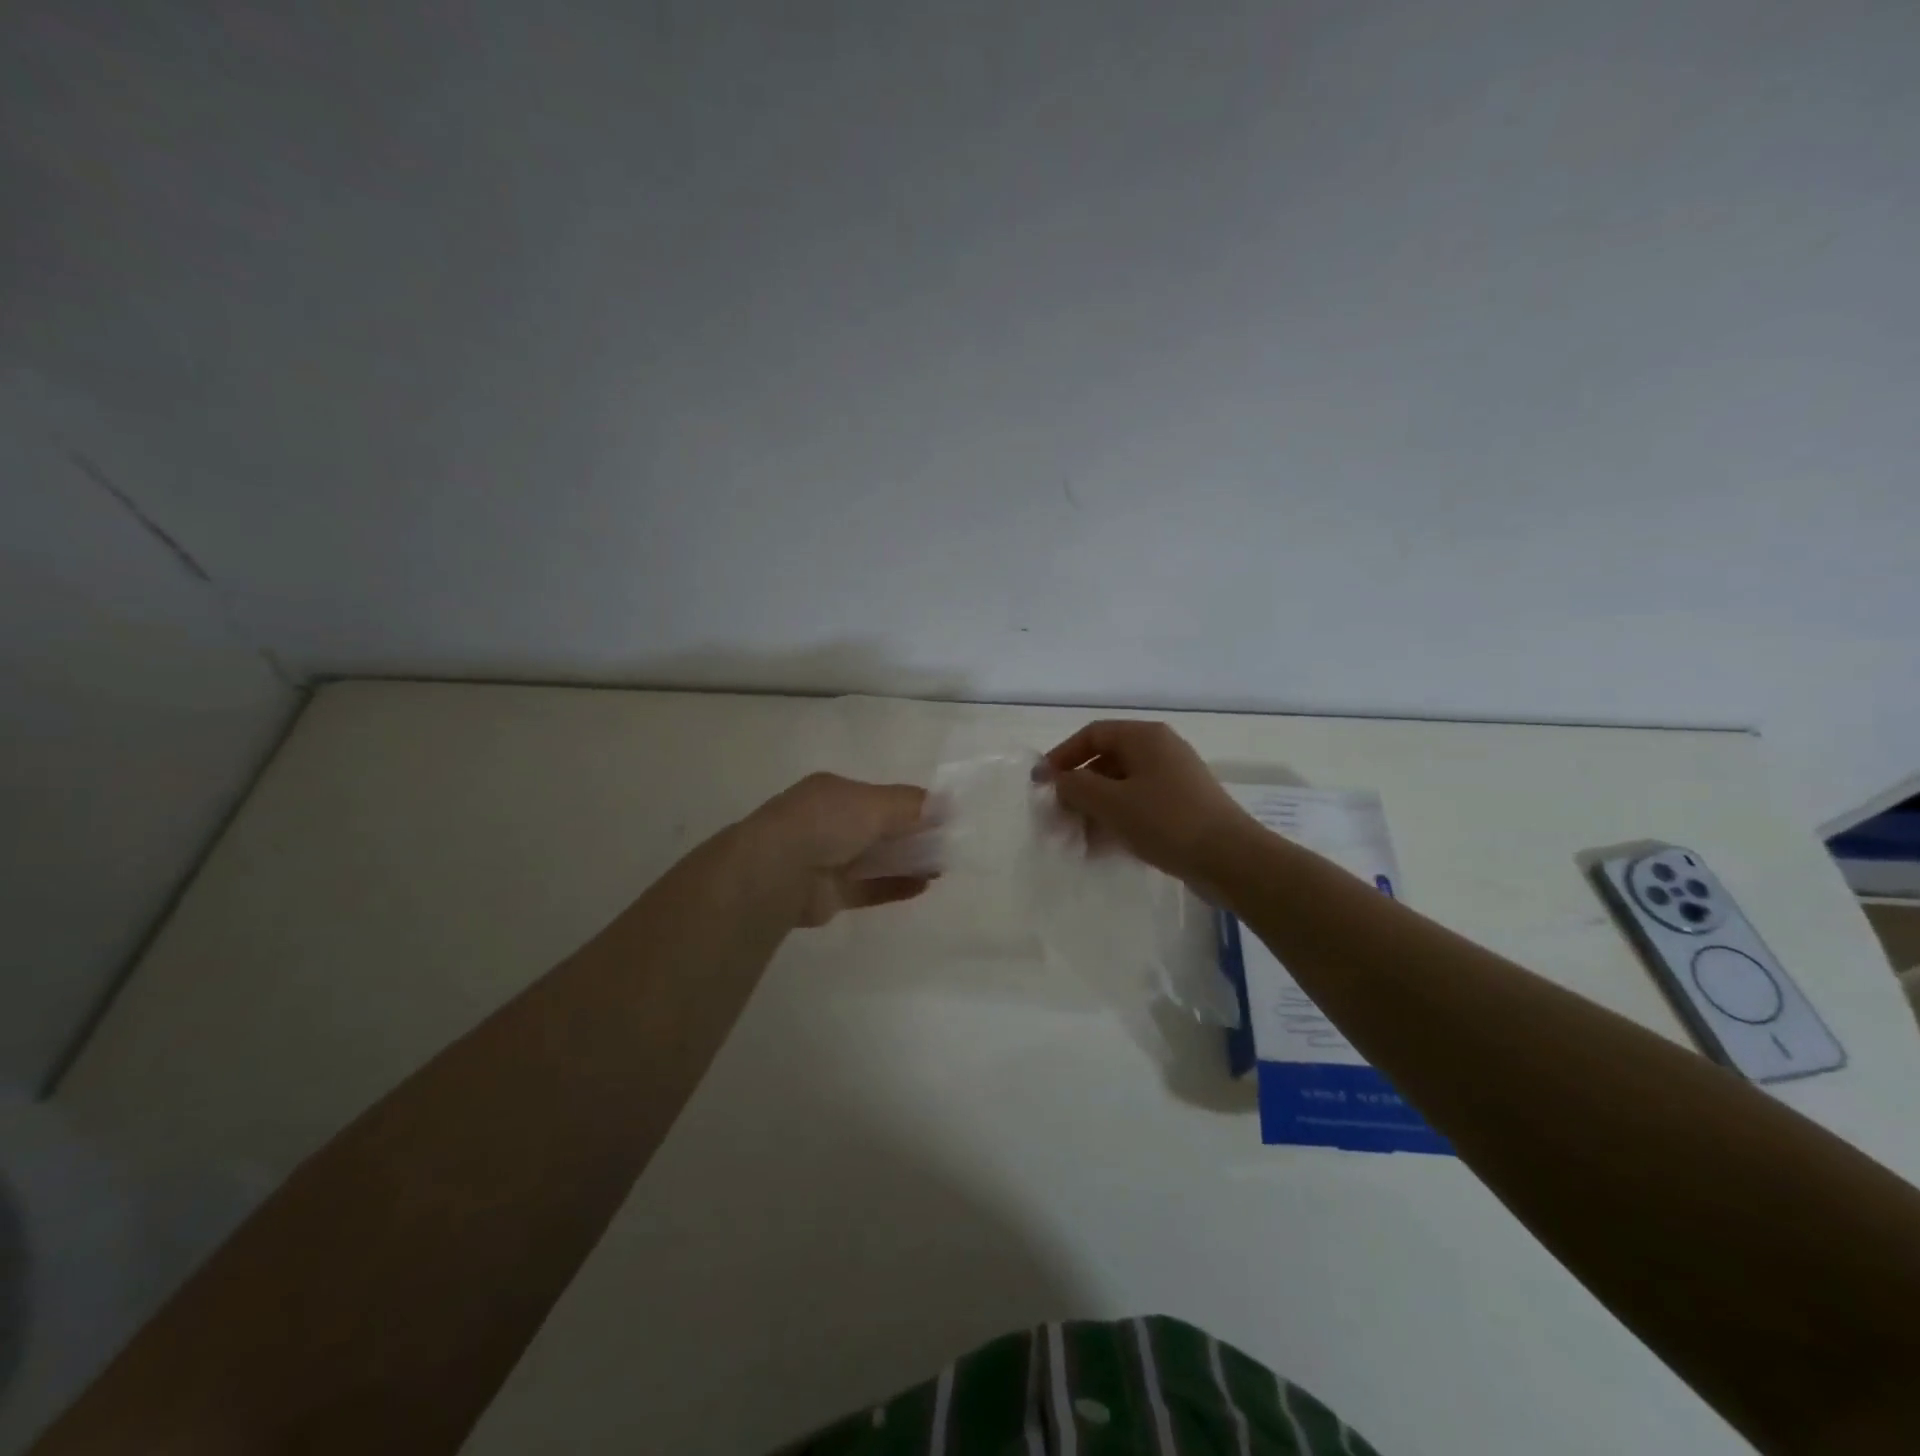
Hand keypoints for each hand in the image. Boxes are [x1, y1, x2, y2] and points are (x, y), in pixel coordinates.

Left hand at [739, 772, 933, 926]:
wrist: (776, 873)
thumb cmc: (826, 823)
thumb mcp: (874, 803)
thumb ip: (911, 805)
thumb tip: (947, 804)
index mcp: (834, 792)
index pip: (879, 796)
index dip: (910, 805)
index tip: (943, 816)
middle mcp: (829, 823)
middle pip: (879, 827)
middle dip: (911, 834)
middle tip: (947, 843)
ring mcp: (827, 859)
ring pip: (875, 858)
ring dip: (907, 861)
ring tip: (942, 866)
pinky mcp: (830, 894)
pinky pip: (870, 887)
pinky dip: (895, 885)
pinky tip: (925, 885)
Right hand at [1042, 721, 1256, 888]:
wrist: (1230, 859)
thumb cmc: (1165, 820)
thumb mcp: (1110, 802)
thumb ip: (1075, 786)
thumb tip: (1057, 779)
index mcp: (1144, 737)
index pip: (1092, 734)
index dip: (1062, 756)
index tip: (1042, 784)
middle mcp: (1160, 750)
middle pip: (1106, 762)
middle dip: (1077, 791)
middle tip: (1057, 820)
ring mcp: (1174, 779)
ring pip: (1121, 788)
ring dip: (1094, 811)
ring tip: (1076, 841)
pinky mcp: (1183, 807)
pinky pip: (1139, 807)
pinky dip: (1117, 822)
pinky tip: (1102, 849)